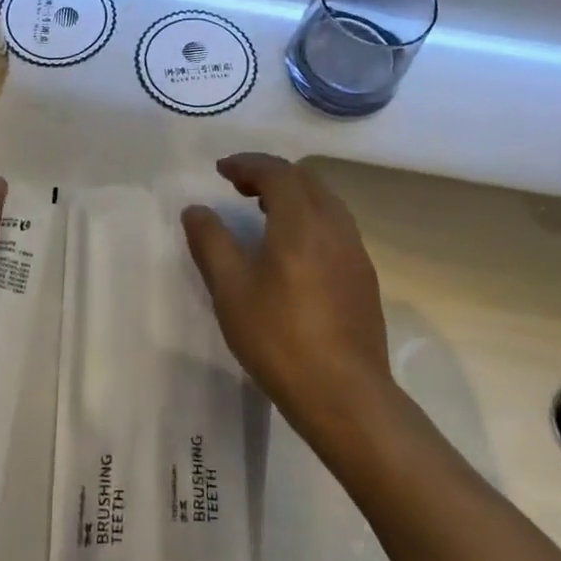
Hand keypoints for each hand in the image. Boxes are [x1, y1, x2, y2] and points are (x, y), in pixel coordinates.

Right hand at [181, 154, 390, 432]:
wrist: (345, 396)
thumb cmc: (279, 339)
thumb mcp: (231, 290)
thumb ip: (211, 242)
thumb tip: (196, 210)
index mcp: (301, 222)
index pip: (277, 172)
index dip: (247, 164)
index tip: (221, 170)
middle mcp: (334, 226)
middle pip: (305, 180)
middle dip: (270, 174)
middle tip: (239, 186)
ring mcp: (355, 251)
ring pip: (324, 201)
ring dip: (293, 194)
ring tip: (263, 210)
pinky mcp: (364, 276)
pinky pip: (335, 226)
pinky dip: (309, 217)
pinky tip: (293, 248)